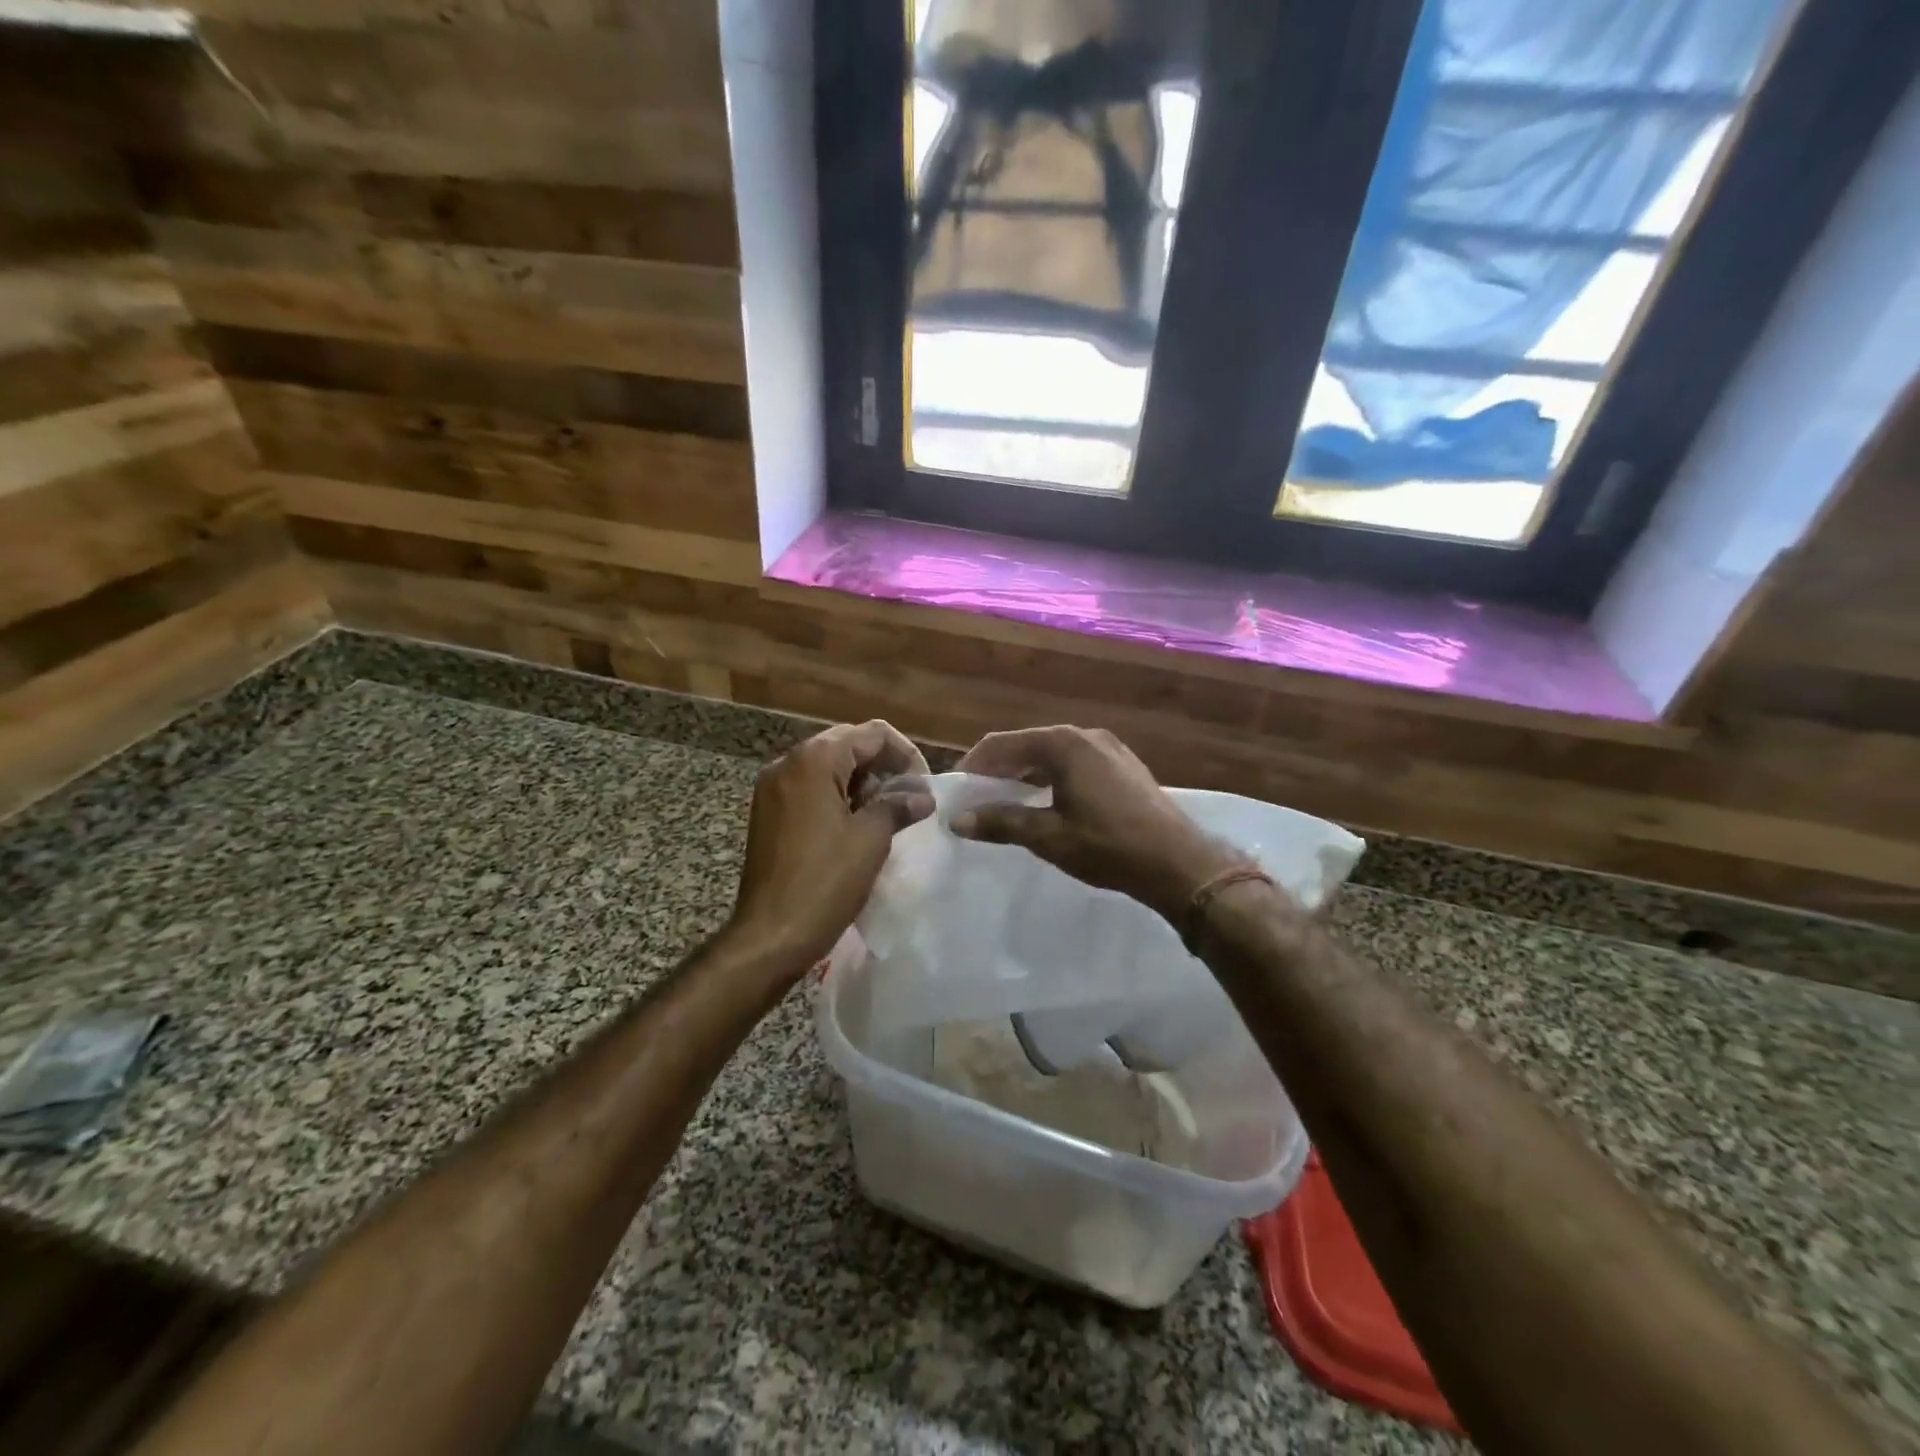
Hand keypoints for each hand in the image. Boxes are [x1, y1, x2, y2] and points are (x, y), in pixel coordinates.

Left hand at [730, 720, 932, 969]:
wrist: (770, 936)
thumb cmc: (825, 882)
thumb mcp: (870, 840)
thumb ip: (898, 806)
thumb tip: (923, 796)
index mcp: (813, 760)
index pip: (870, 734)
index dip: (905, 753)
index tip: (924, 786)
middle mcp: (787, 763)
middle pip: (846, 745)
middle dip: (883, 765)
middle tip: (909, 797)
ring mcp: (772, 789)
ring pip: (828, 767)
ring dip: (862, 782)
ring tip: (888, 813)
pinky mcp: (768, 813)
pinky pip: (810, 788)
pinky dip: (837, 796)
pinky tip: (857, 825)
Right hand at [952, 726, 1246, 924]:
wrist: (1179, 862)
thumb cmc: (1108, 845)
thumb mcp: (1048, 836)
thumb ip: (1002, 822)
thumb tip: (958, 821)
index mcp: (1063, 744)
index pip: (1002, 744)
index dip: (975, 765)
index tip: (957, 789)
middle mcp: (1085, 735)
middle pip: (1028, 744)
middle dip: (1000, 769)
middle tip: (978, 797)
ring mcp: (1109, 748)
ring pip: (1053, 754)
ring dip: (1027, 773)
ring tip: (1008, 801)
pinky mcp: (1124, 765)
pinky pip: (1075, 762)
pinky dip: (1053, 777)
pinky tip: (1049, 802)